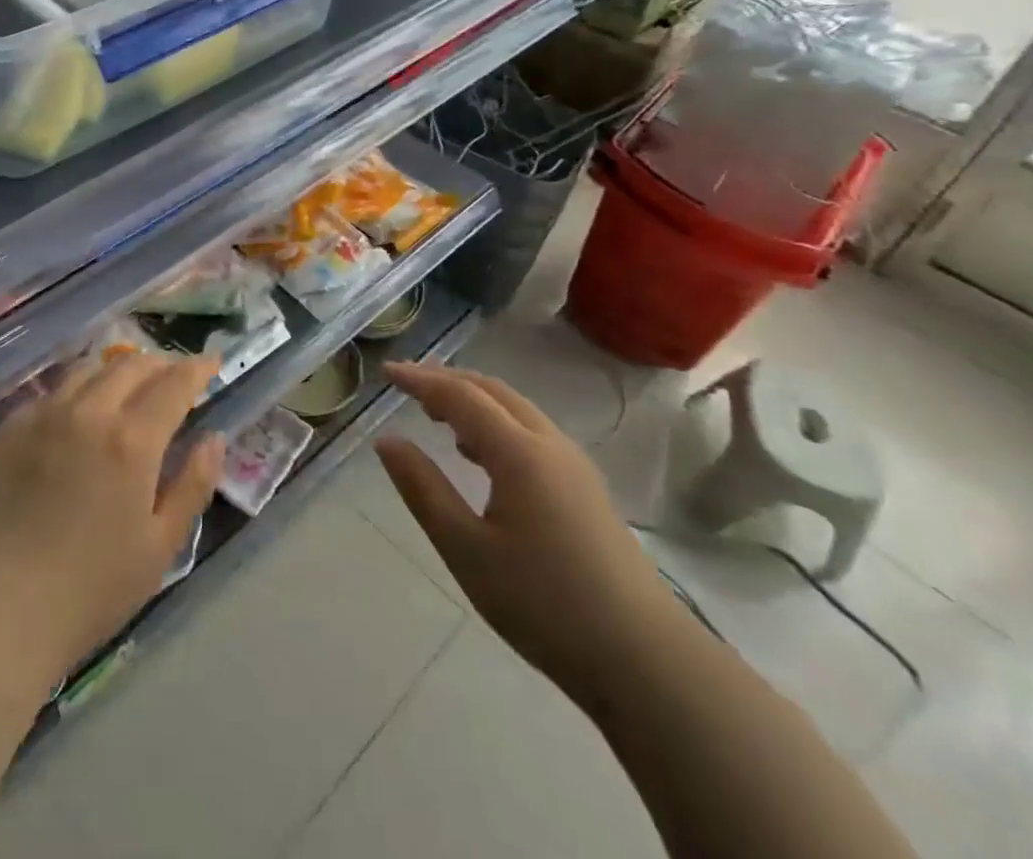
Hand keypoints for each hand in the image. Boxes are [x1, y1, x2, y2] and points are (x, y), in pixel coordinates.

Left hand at [0, 351, 226, 679]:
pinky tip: (75, 413)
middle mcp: (87, 412)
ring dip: (116, 370)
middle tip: (174, 375)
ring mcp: (41, 416)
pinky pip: (50, 394)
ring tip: (127, 383)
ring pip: (87, 371)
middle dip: (160, 364)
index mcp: (131, 440)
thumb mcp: (159, 547)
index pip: (173, 384)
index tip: (212, 361)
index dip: (197, 368)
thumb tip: (214, 438)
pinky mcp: (6, 429)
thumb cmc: (88, 591)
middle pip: (131, 367)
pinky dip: (76, 391)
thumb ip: (192, 485)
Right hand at [375, 361, 684, 704]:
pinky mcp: (586, 489)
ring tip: (435, 416)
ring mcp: (574, 466)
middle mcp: (549, 444)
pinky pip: (532, 433)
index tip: (386, 371)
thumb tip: (387, 441)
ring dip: (473, 401)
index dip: (420, 379)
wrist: (646, 662)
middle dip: (447, 381)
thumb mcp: (466, 549)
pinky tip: (479, 455)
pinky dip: (496, 424)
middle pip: (492, 391)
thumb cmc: (544, 604)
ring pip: (516, 410)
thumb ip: (423, 489)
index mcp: (519, 452)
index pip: (460, 395)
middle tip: (407, 387)